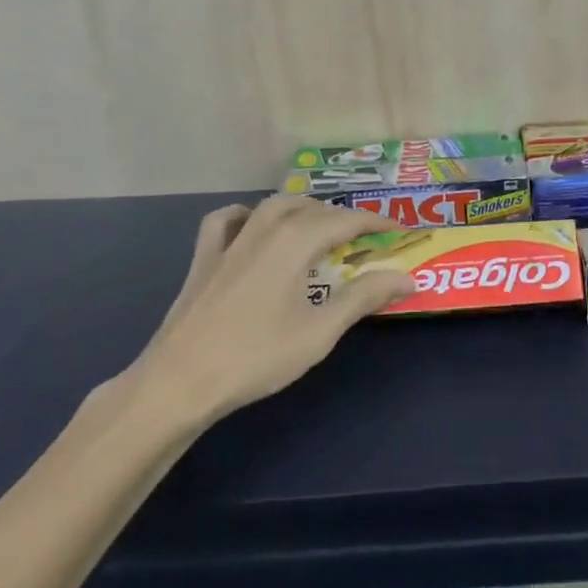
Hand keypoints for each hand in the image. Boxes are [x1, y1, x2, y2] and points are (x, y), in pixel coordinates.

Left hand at [121, 197, 414, 435]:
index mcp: (295, 242)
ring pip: (271, 206)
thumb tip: (408, 278)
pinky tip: (251, 224)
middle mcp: (263, 229)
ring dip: (301, 208)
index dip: (375, 222)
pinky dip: (245, 215)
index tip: (398, 230)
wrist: (179, 382)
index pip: (344, 220)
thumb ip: (364, 298)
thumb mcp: (319, 332)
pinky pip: (225, 220)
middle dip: (341, 216)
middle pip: (310, 208)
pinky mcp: (204, 259)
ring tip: (318, 225)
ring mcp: (229, 242)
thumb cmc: (255, 357)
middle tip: (363, 237)